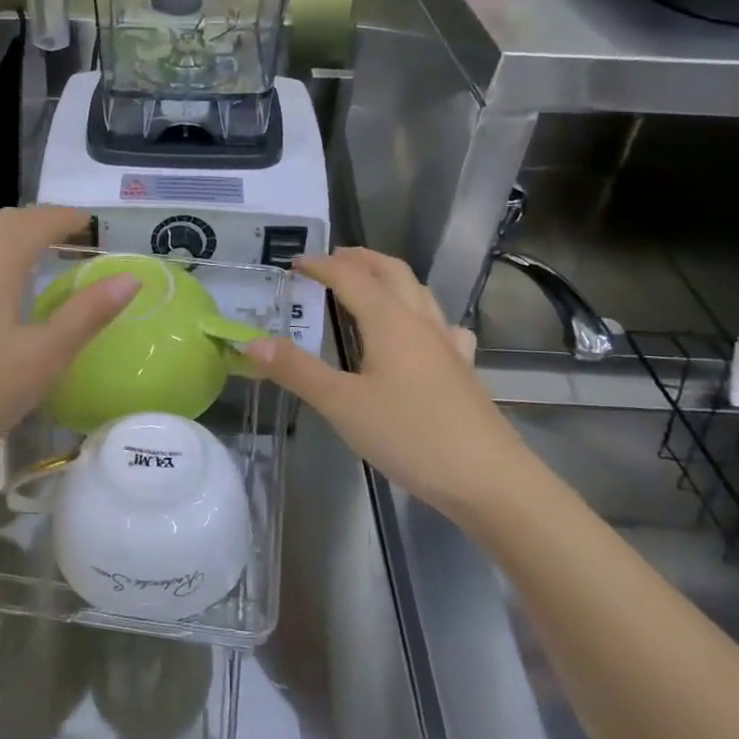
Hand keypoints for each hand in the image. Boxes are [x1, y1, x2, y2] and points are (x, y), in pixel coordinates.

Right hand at [243, 248, 529, 516]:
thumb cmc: (410, 435)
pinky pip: (442, 326)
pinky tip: (423, 333)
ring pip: (419, 293)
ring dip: (390, 278)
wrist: (488, 478)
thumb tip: (251, 342)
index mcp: (389, 321)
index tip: (294, 262)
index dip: (321, 266)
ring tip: (369, 284)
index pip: (350, 277)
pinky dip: (423, 314)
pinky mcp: (463, 370)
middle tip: (332, 259)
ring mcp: (447, 344)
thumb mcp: (342, 404)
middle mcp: (420, 322)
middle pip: (392, 272)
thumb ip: (296, 371)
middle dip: (360, 259)